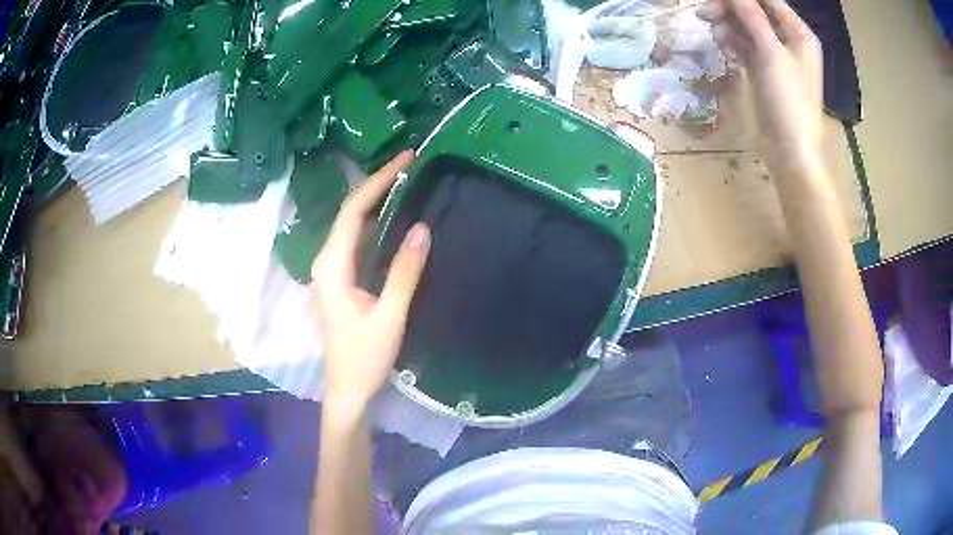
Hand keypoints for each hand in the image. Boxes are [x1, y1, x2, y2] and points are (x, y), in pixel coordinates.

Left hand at [311, 151, 430, 413]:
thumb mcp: (389, 316)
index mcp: (331, 267)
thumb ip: (404, 272)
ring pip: (351, 227)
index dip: (377, 182)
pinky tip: (393, 219)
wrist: (347, 391)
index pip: (352, 212)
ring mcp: (330, 272)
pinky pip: (355, 243)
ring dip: (375, 203)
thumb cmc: (364, 359)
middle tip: (409, 165)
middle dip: (377, 185)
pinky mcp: (339, 281)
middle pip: (349, 214)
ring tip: (405, 183)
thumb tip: (422, 228)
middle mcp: (325, 262)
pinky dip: (373, 224)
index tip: (404, 160)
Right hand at [700, 0, 823, 171]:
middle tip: (706, 13)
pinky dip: (732, 42)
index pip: (768, 1)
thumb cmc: (789, 101)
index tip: (718, 0)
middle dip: (731, 10)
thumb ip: (752, 17)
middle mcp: (788, 40)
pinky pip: (744, 45)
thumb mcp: (771, 54)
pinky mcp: (763, 69)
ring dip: (728, 26)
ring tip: (715, 35)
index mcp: (799, 34)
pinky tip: (723, 46)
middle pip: (754, 11)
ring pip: (746, 27)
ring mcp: (775, 55)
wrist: (789, 150)